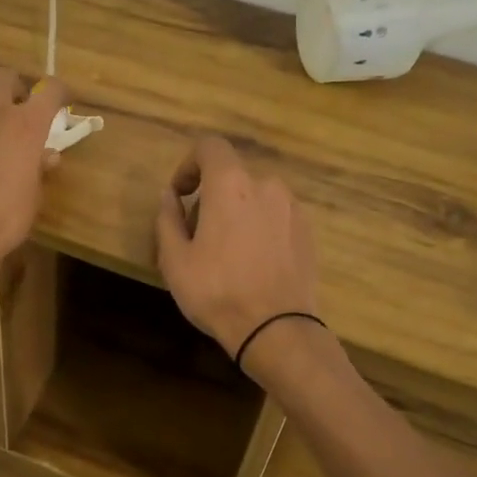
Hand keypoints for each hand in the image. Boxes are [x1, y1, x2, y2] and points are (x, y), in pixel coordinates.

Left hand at [0, 68, 63, 282]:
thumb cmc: (2, 220)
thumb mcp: (32, 198)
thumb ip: (39, 170)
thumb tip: (47, 156)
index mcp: (26, 126)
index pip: (50, 90)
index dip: (58, 91)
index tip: (61, 99)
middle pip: (4, 77)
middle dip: (12, 87)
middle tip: (15, 107)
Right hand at [154, 136, 319, 359]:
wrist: (277, 329)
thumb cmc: (217, 291)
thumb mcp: (174, 259)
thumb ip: (167, 219)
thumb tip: (169, 196)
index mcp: (231, 184)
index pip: (210, 146)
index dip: (189, 164)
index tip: (180, 195)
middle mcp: (266, 185)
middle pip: (232, 176)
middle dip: (211, 197)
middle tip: (197, 237)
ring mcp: (293, 208)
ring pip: (256, 197)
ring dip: (238, 212)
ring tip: (227, 254)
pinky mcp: (308, 232)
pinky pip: (276, 217)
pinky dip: (261, 228)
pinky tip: (254, 264)